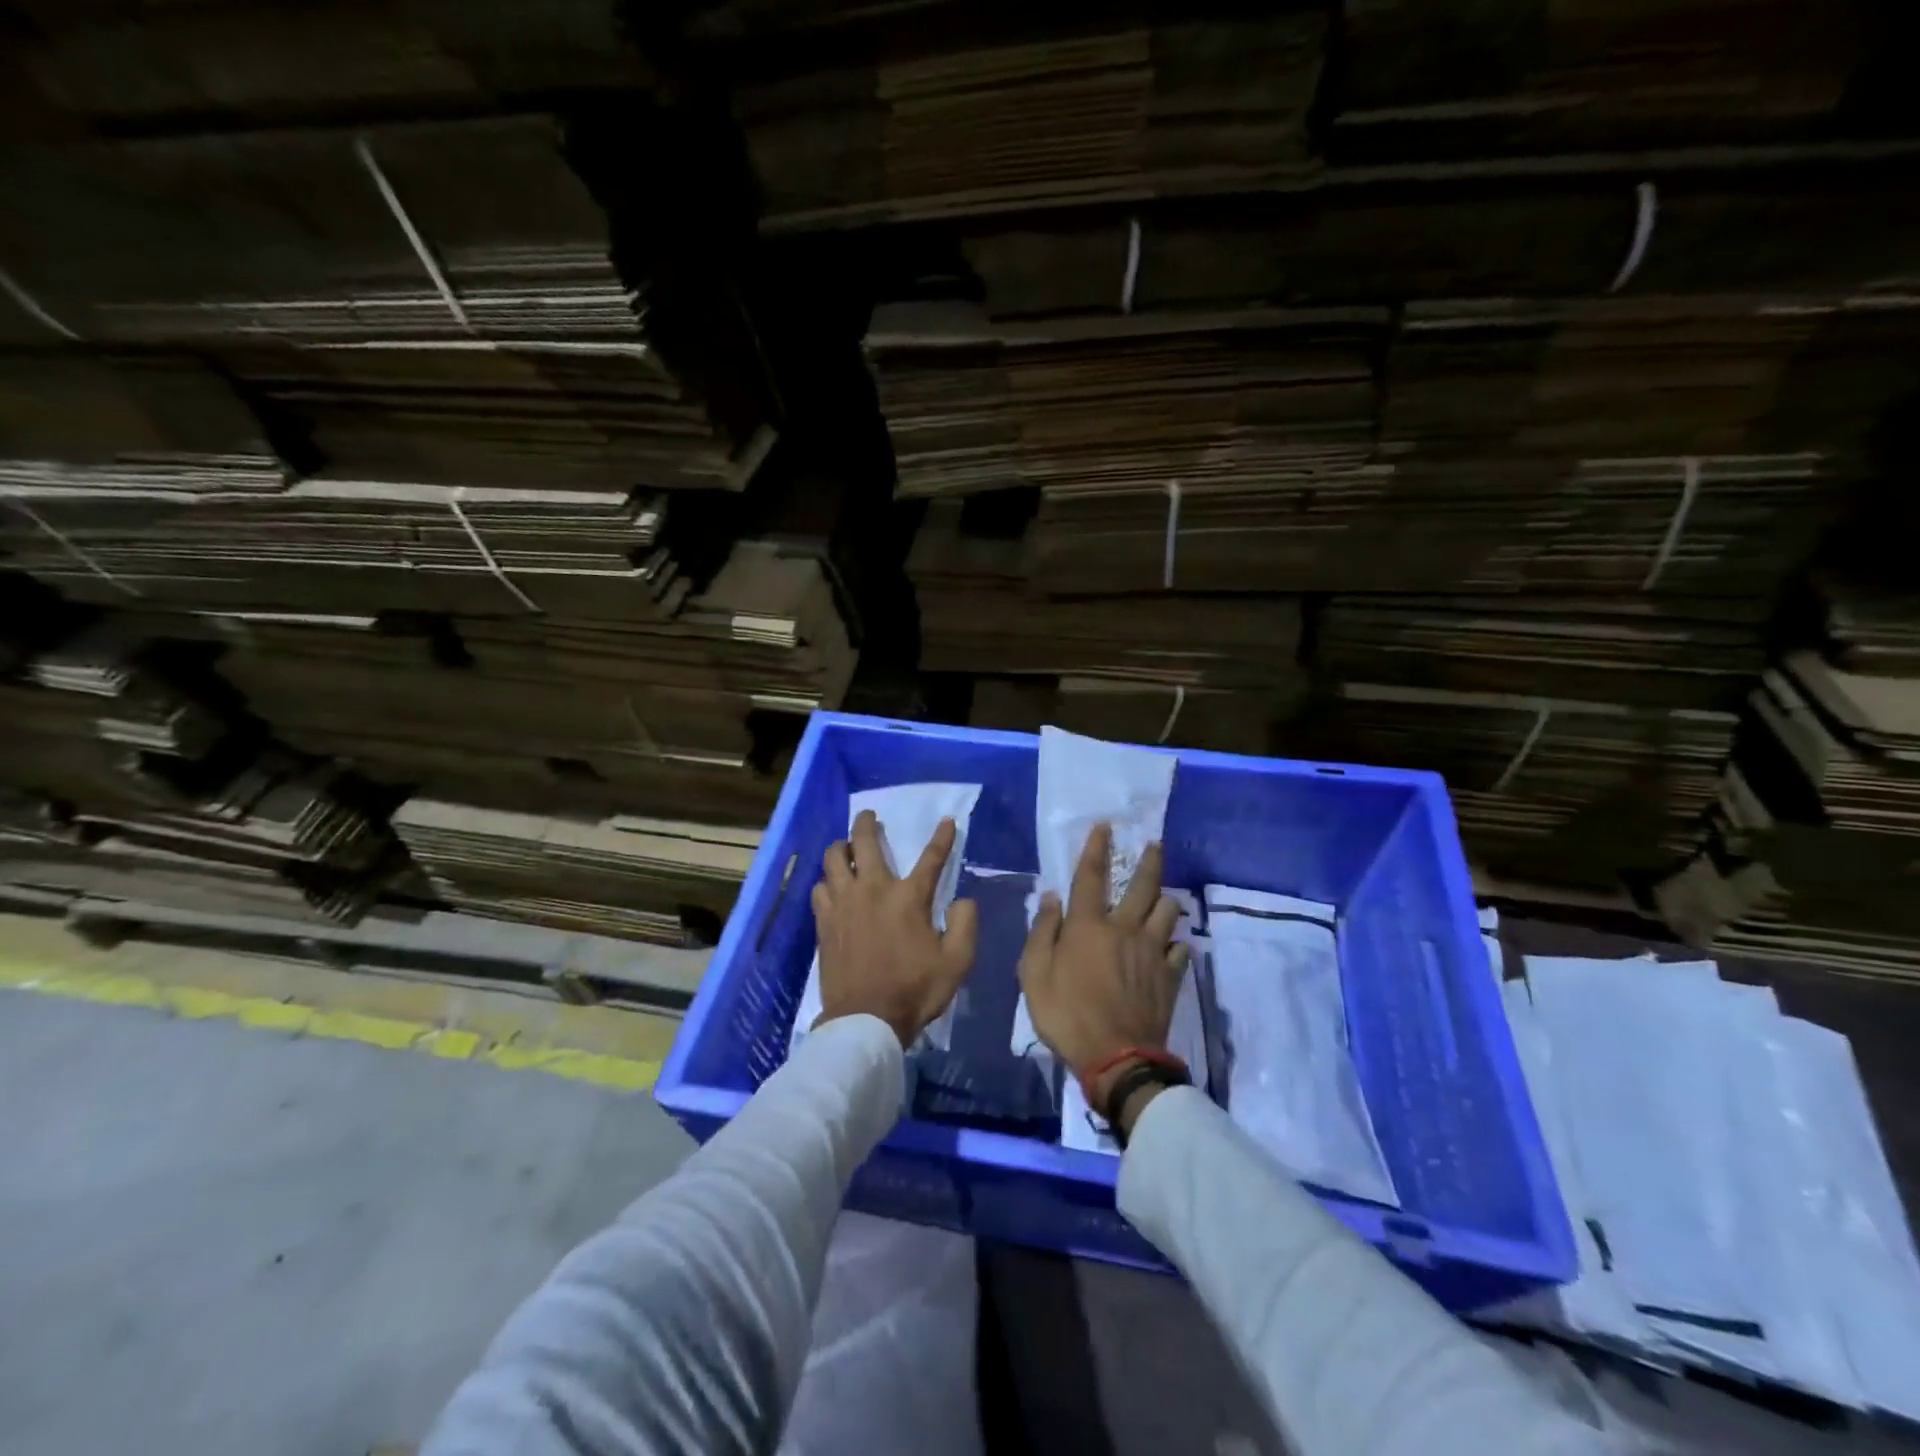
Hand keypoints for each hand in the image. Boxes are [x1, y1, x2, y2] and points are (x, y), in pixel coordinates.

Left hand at [812, 809, 978, 1047]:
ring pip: (832, 859)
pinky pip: (819, 888)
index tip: (946, 821)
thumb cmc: (915, 990)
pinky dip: (826, 881)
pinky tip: (831, 887)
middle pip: (863, 842)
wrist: (865, 1021)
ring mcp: (843, 904)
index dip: (942, 837)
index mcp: (908, 898)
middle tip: (869, 816)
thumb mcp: (957, 962)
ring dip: (839, 848)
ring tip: (845, 848)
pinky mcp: (824, 922)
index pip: (931, 858)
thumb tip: (964, 900)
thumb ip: (965, 925)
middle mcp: (872, 890)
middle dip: (867, 823)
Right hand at [1018, 823, 1188, 1122]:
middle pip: (1143, 887)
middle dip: (1150, 861)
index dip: (1097, 849)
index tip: (1106, 827)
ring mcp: (1152, 953)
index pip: (1092, 876)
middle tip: (1155, 844)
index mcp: (1089, 926)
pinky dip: (1176, 944)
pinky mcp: (1170, 977)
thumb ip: (1042, 932)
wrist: (1116, 1058)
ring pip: (1168, 913)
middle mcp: (1125, 930)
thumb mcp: (1034, 975)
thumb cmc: (1066, 1014)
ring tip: (1164, 897)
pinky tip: (1172, 946)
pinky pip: (1180, 951)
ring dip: (1165, 901)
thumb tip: (1052, 897)